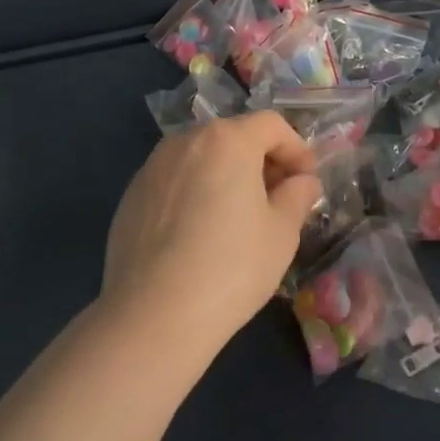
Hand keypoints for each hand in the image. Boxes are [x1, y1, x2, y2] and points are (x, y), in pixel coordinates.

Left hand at [102, 112, 323, 358]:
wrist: (153, 315)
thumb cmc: (231, 268)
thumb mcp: (282, 233)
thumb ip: (297, 196)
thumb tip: (303, 181)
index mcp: (227, 140)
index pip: (272, 125)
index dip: (297, 149)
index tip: (307, 181)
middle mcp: (185, 141)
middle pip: (234, 137)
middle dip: (262, 161)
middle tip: (279, 199)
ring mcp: (152, 166)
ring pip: (202, 158)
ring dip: (227, 175)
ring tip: (239, 217)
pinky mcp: (132, 195)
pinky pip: (175, 181)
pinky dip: (196, 192)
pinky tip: (200, 234)